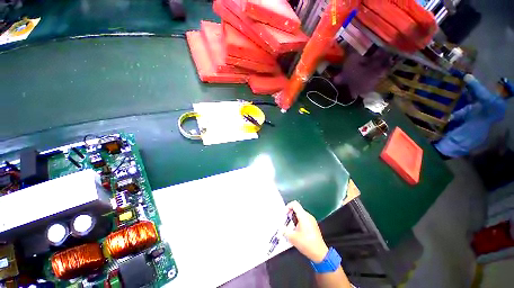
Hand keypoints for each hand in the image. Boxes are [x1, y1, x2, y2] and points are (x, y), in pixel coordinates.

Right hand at [283, 201, 328, 262]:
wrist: (320, 254)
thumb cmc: (307, 244)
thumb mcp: (292, 237)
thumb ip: (284, 231)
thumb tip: (280, 228)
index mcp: (303, 216)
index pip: (294, 204)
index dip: (288, 207)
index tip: (284, 214)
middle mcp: (308, 216)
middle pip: (297, 209)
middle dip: (290, 214)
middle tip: (286, 221)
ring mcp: (311, 220)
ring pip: (300, 214)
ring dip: (294, 218)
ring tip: (290, 227)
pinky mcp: (313, 225)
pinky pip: (304, 219)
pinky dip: (298, 222)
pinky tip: (296, 231)